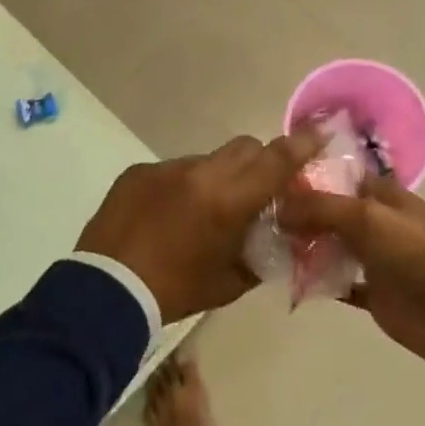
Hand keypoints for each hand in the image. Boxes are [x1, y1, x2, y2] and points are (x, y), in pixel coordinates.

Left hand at [77, 129, 323, 323]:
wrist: (105, 291)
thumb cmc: (175, 291)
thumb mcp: (229, 282)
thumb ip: (260, 256)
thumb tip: (277, 240)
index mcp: (228, 201)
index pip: (276, 160)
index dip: (301, 145)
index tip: (318, 133)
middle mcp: (200, 173)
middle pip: (245, 147)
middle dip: (259, 161)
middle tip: (255, 189)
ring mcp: (166, 168)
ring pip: (208, 159)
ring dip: (216, 177)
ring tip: (201, 211)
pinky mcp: (138, 172)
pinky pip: (173, 170)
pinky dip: (181, 186)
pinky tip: (167, 215)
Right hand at [276, 177, 424, 374]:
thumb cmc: (418, 254)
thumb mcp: (368, 219)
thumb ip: (321, 208)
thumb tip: (277, 206)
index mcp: (380, 194)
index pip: (336, 175)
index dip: (305, 176)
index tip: (264, 180)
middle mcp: (374, 220)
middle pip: (327, 212)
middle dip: (296, 214)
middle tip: (253, 219)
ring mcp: (373, 257)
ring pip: (328, 246)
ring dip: (301, 247)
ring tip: (260, 247)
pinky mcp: (372, 292)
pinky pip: (337, 281)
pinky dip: (315, 281)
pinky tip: (285, 280)